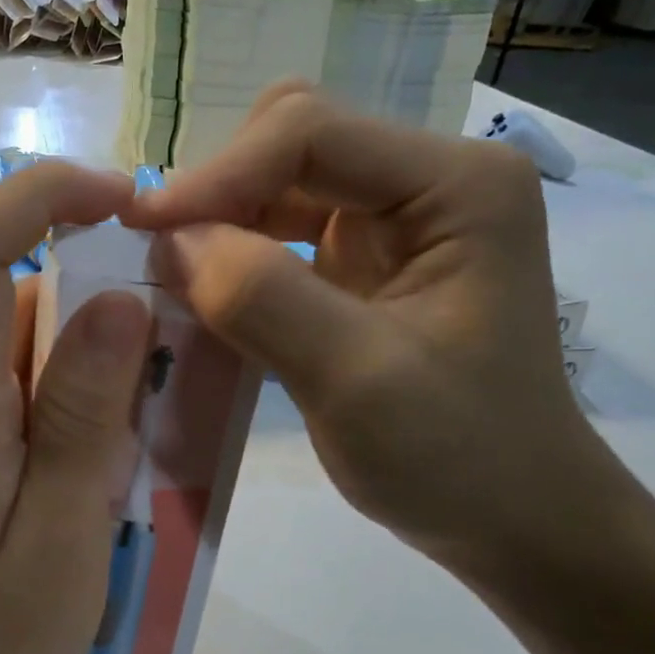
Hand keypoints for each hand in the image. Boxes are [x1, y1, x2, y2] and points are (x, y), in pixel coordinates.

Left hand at [0, 163, 152, 653]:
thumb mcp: (60, 538)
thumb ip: (88, 418)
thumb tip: (117, 300)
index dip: (42, 194)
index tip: (124, 202)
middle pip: (19, 303)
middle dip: (102, 326)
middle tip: (157, 411)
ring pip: (24, 356)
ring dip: (89, 386)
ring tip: (122, 475)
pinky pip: (10, 400)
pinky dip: (62, 419)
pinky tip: (84, 493)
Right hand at [126, 83, 639, 575]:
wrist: (511, 519)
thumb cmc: (457, 457)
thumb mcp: (357, 380)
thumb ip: (263, 298)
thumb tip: (172, 239)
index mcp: (456, 185)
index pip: (311, 134)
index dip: (218, 174)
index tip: (143, 228)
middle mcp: (427, 184)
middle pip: (293, 146)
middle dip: (219, 192)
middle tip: (156, 251)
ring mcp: (395, 224)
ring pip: (279, 189)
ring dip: (219, 226)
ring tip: (166, 275)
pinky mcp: (364, 267)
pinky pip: (281, 238)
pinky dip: (234, 260)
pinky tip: (203, 296)